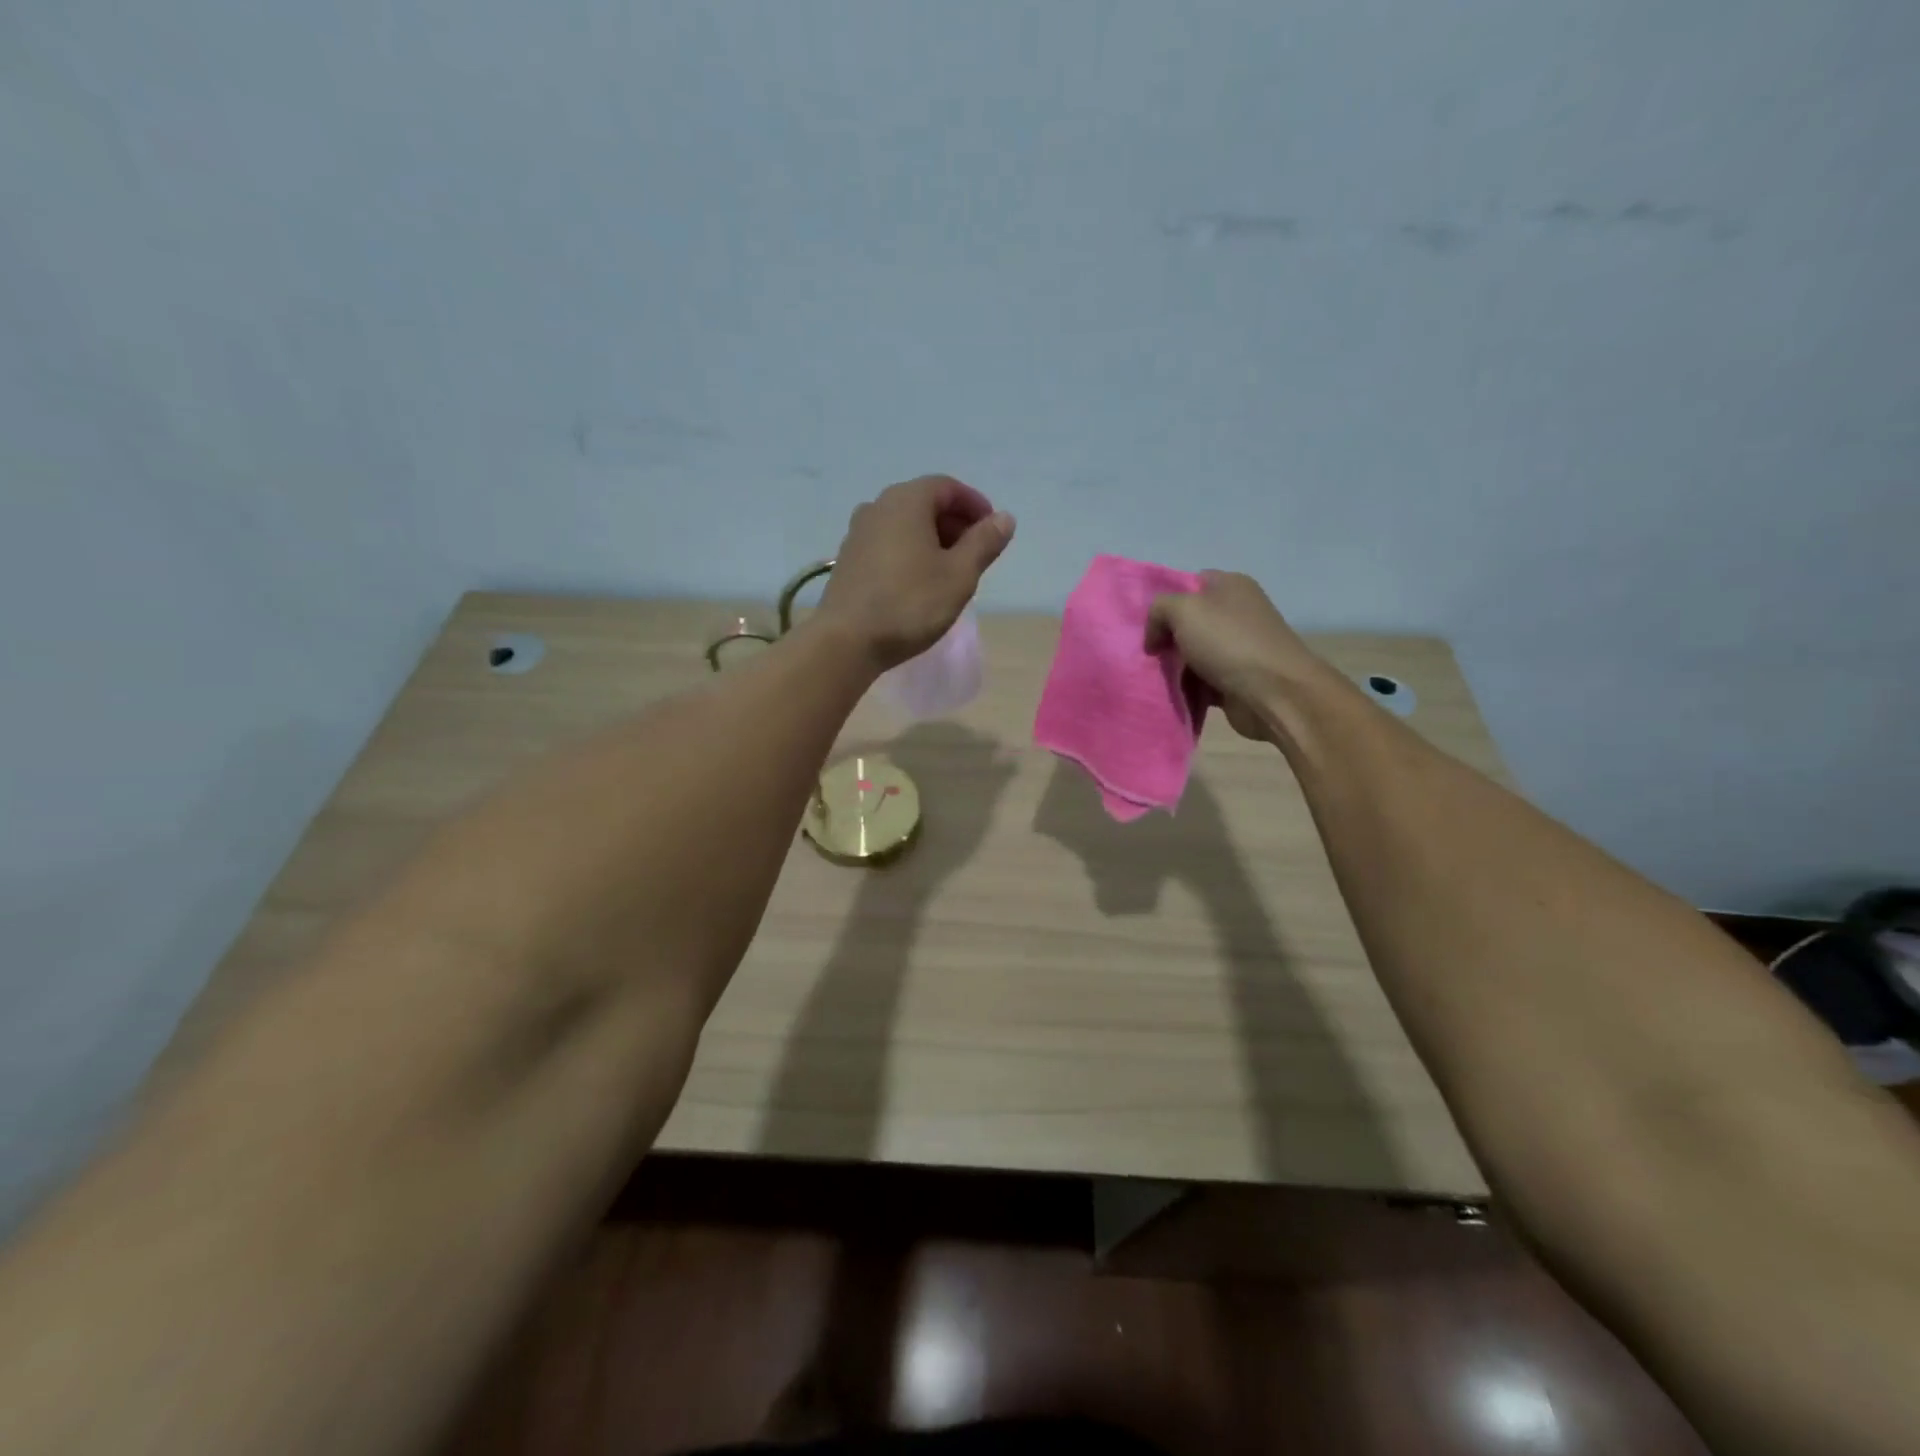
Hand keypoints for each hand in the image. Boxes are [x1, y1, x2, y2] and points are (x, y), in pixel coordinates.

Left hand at [817, 476, 1014, 670]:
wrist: (847, 641)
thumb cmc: (910, 604)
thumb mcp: (959, 575)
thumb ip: (984, 542)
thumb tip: (1004, 518)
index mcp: (907, 501)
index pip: (948, 487)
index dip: (975, 504)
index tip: (993, 530)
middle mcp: (878, 507)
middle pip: (924, 503)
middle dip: (954, 523)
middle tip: (976, 553)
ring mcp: (858, 533)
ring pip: (904, 525)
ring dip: (932, 539)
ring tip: (950, 571)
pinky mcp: (848, 560)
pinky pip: (887, 544)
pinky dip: (909, 552)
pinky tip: (918, 583)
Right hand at [1146, 571, 1322, 741]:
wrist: (1274, 692)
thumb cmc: (1228, 642)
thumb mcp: (1183, 610)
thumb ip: (1159, 610)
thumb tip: (1156, 636)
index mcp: (1230, 586)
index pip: (1189, 584)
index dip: (1165, 602)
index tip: (1148, 625)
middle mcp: (1237, 613)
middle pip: (1188, 623)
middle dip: (1166, 639)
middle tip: (1148, 655)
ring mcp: (1238, 647)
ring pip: (1192, 655)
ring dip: (1174, 669)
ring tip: (1154, 680)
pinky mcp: (1237, 679)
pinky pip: (1202, 682)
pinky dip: (1187, 689)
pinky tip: (1172, 695)